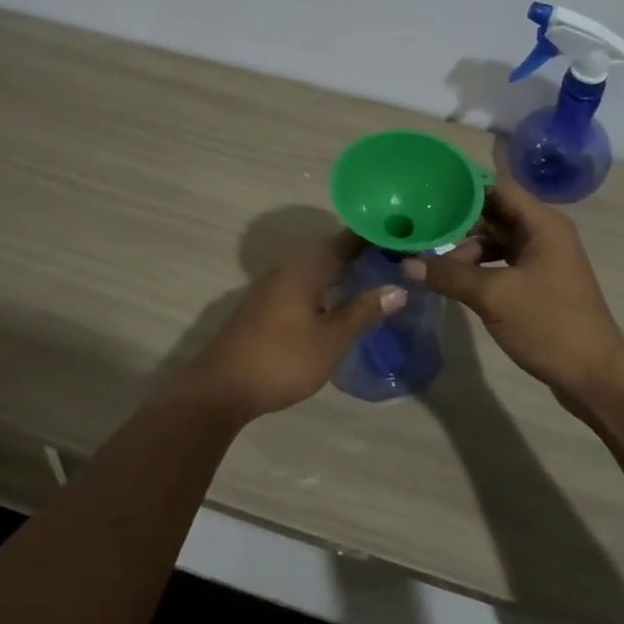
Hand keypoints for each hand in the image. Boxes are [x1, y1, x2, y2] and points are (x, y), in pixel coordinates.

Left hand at [167, 230, 404, 425]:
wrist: (221, 387)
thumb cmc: (282, 359)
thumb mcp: (331, 339)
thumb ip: (363, 311)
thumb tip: (398, 288)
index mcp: (306, 267)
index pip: (346, 239)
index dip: (373, 236)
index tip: (402, 238)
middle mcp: (288, 268)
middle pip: (330, 251)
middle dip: (361, 253)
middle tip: (396, 261)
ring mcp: (272, 286)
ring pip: (315, 268)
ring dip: (342, 271)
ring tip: (374, 279)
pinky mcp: (264, 306)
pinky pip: (303, 284)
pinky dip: (325, 286)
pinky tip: (338, 303)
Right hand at [405, 179, 623, 403]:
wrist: (594, 376)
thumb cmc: (548, 324)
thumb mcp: (493, 296)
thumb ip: (450, 275)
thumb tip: (407, 263)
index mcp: (542, 224)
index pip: (498, 187)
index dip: (463, 187)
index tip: (428, 192)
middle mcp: (544, 234)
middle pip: (495, 213)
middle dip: (458, 221)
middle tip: (419, 227)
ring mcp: (542, 260)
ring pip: (497, 241)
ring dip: (466, 249)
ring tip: (431, 261)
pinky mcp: (538, 284)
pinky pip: (502, 263)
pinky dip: (479, 268)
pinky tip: (454, 280)